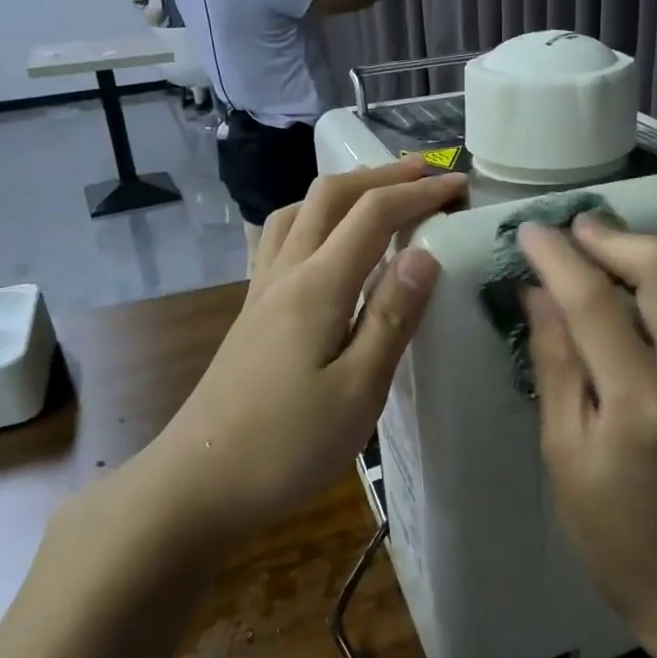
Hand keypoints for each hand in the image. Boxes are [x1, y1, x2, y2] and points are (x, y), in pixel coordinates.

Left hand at [110, 159, 465, 558]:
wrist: (197, 483)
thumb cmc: (286, 446)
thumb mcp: (358, 391)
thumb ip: (392, 318)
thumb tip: (425, 254)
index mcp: (318, 286)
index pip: (374, 214)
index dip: (419, 193)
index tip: (459, 187)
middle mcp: (286, 273)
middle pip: (330, 196)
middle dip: (381, 175)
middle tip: (426, 174)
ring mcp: (262, 290)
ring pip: (299, 211)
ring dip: (344, 190)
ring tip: (379, 194)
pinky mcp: (252, 312)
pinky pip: (282, 238)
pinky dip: (314, 217)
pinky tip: (325, 240)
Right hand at [519, 218, 656, 629]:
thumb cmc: (612, 528)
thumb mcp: (563, 450)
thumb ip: (555, 361)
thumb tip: (537, 291)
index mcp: (642, 403)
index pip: (594, 300)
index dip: (558, 256)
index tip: (531, 231)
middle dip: (611, 237)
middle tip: (574, 232)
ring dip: (652, 247)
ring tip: (611, 250)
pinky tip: (649, 288)